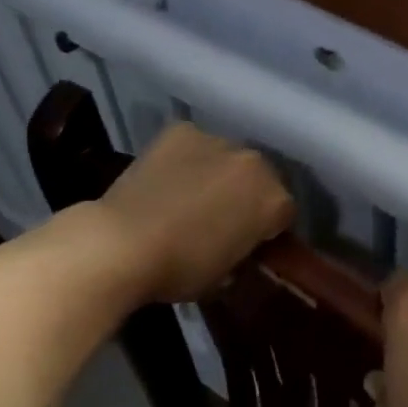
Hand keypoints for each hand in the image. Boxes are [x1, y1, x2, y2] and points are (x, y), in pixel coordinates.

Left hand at [95, 123, 294, 303]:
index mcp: (273, 200)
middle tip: (223, 219)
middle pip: (261, 177)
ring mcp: (217, 140)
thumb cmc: (180, 269)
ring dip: (219, 174)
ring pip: (228, 158)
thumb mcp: (225, 275)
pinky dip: (187, 159)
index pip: (284, 213)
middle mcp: (254, 162)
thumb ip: (243, 252)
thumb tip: (237, 247)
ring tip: (192, 197)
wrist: (122, 243)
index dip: (269, 230)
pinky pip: (194, 145)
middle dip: (247, 195)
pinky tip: (169, 179)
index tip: (251, 243)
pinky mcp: (180, 131)